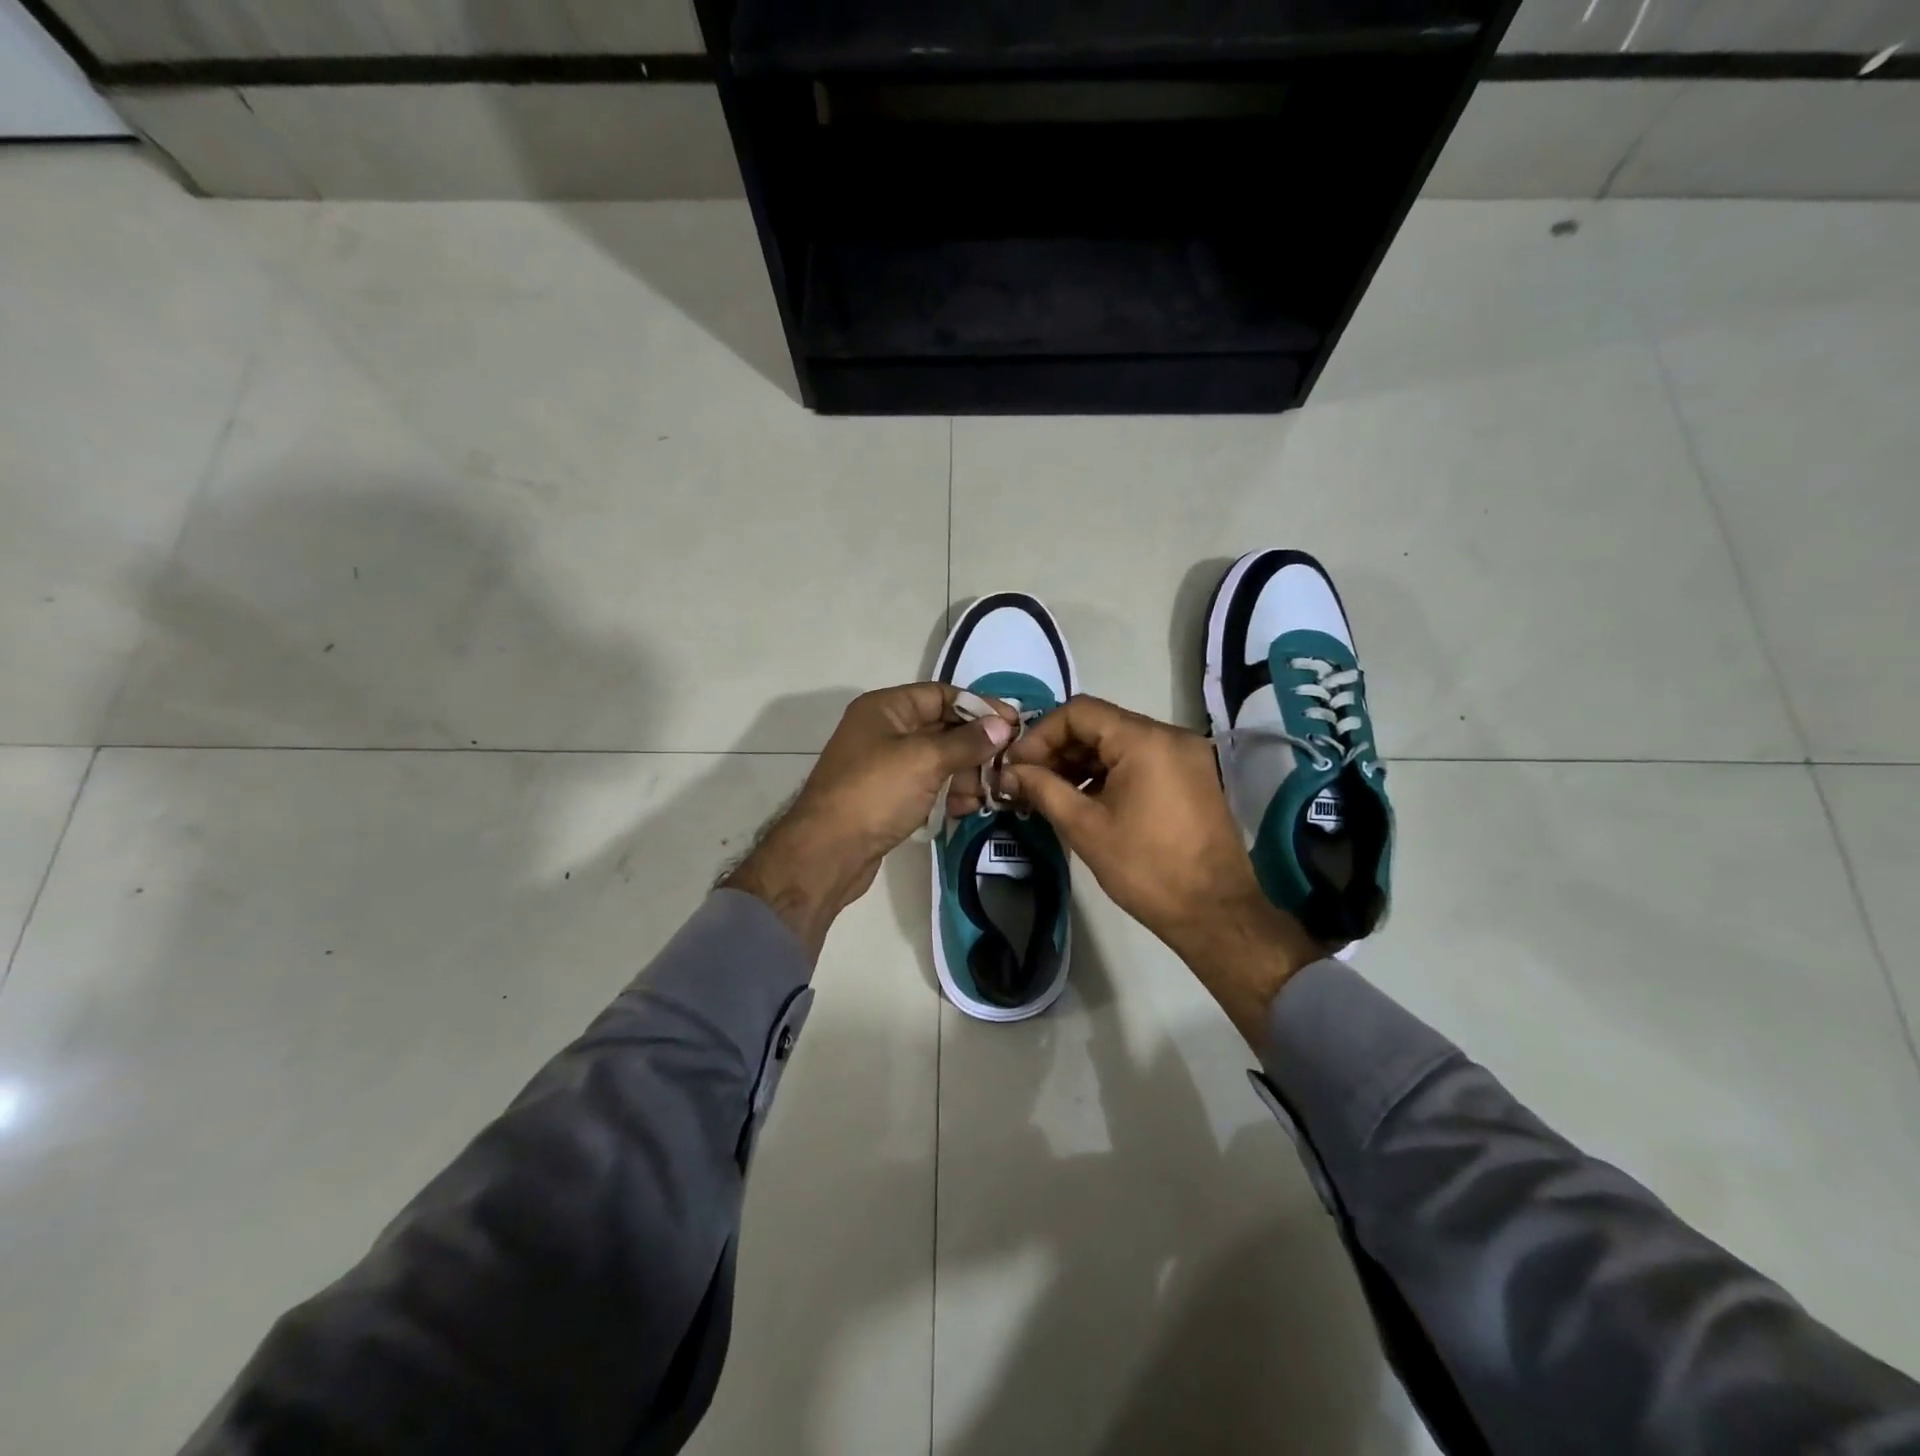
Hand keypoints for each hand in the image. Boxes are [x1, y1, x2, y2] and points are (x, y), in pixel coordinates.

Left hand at [725, 684, 1016, 956]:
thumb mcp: (925, 760)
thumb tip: (1003, 725)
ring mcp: (884, 765)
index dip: (979, 707)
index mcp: (886, 708)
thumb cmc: (875, 793)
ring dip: (966, 773)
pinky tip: (968, 808)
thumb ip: (967, 741)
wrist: (827, 853)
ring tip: (991, 793)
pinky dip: (948, 792)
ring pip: (937, 760)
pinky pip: (927, 785)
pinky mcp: (888, 797)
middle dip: (976, 746)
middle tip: (1008, 764)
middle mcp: (883, 730)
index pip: (941, 695)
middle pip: (942, 727)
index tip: (1014, 724)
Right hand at [1004, 695, 1324, 1042]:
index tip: (1017, 766)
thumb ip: (1043, 788)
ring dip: (1081, 763)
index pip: (1079, 712)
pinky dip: (1108, 773)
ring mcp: (1185, 756)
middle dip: (1058, 749)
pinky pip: (1140, 760)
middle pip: (1099, 724)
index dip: (1040, 735)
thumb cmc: (1146, 868)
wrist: (1215, 913)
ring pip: (1118, 743)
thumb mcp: (1085, 827)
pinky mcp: (1191, 776)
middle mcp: (1170, 735)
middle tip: (1027, 782)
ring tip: (1049, 793)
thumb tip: (1009, 772)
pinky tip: (1084, 800)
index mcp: (1145, 740)